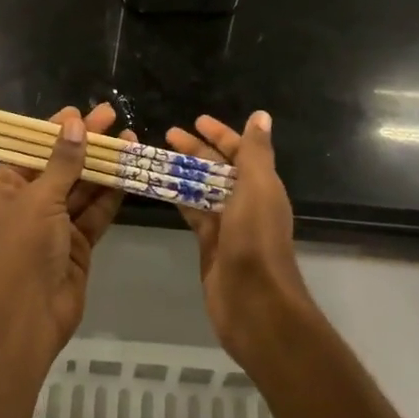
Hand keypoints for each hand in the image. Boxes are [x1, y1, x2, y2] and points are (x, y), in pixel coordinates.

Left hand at [0, 102, 130, 360]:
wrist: (29, 315)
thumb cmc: (23, 248)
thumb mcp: (41, 198)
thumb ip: (62, 161)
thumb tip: (75, 123)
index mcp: (2, 189)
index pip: (30, 149)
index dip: (56, 130)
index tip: (80, 112)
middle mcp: (25, 203)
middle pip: (59, 166)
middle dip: (86, 144)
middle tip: (113, 116)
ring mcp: (52, 225)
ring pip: (80, 188)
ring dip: (103, 167)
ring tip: (130, 139)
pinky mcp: (75, 244)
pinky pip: (93, 213)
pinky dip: (110, 195)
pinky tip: (129, 173)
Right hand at [166, 111, 315, 372]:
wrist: (254, 302)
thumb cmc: (256, 239)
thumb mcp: (258, 188)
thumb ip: (255, 152)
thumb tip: (261, 115)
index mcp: (262, 185)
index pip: (241, 151)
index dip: (220, 134)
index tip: (196, 120)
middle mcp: (246, 201)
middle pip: (218, 168)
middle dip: (196, 149)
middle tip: (167, 134)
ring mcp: (227, 224)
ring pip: (203, 189)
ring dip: (184, 172)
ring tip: (156, 157)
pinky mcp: (209, 244)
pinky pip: (193, 213)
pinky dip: (179, 198)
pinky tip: (161, 188)